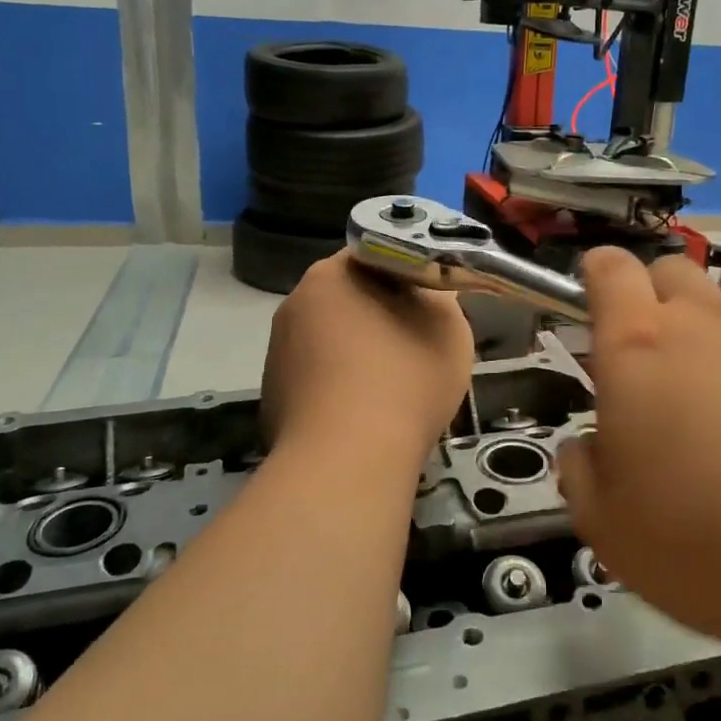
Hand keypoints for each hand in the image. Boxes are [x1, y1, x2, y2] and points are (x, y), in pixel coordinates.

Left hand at [261, 253, 474, 468]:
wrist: (347, 464)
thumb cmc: (403, 381)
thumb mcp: (448, 327)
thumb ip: (439, 295)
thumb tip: (425, 291)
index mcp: (330, 276)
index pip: (372, 256)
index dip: (405, 274)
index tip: (427, 302)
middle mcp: (292, 306)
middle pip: (347, 299)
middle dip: (379, 315)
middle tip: (414, 342)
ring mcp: (276, 354)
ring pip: (329, 341)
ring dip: (356, 353)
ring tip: (390, 388)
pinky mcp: (272, 398)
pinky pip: (315, 380)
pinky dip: (337, 389)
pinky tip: (361, 417)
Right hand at [556, 249, 720, 654]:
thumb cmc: (720, 546)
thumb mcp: (615, 536)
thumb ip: (583, 479)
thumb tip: (586, 448)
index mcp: (639, 350)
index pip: (609, 273)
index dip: (601, 271)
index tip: (603, 287)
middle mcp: (710, 316)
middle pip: (675, 267)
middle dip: (664, 295)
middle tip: (676, 354)